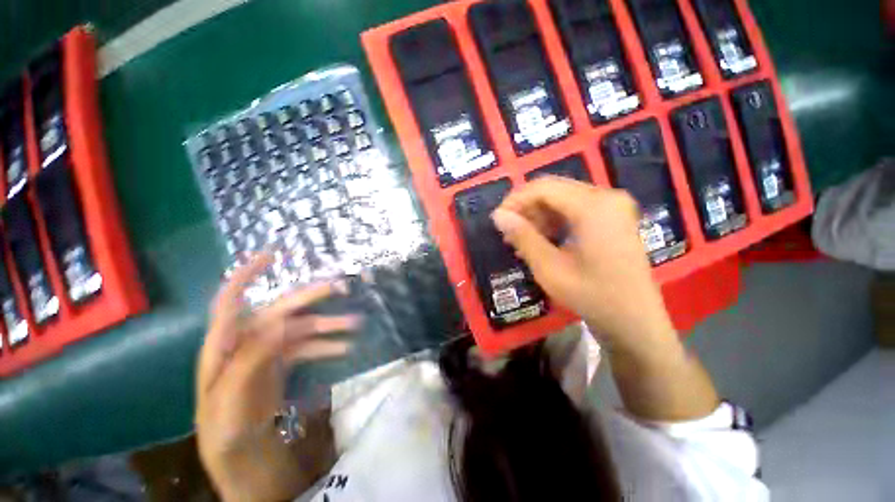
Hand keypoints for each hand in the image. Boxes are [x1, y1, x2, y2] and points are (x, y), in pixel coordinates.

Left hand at [195, 253, 358, 501]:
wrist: (244, 464)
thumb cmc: (229, 436)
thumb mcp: (233, 403)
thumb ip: (250, 360)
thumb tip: (281, 320)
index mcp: (223, 349)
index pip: (231, 302)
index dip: (248, 275)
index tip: (273, 254)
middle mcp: (245, 346)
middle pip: (279, 311)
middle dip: (310, 297)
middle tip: (341, 287)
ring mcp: (266, 356)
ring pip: (300, 329)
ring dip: (328, 325)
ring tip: (355, 323)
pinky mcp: (282, 367)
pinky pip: (307, 348)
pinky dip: (327, 345)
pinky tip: (345, 348)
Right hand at [492, 177, 675, 353]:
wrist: (635, 321)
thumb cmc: (592, 296)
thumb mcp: (549, 268)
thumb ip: (523, 237)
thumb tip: (498, 216)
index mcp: (594, 206)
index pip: (543, 188)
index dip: (516, 200)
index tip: (498, 220)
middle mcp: (606, 197)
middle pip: (553, 190)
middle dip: (526, 208)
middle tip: (509, 232)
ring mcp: (613, 206)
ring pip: (562, 198)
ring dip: (538, 216)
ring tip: (522, 240)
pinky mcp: (613, 217)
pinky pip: (575, 209)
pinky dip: (554, 221)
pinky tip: (542, 241)